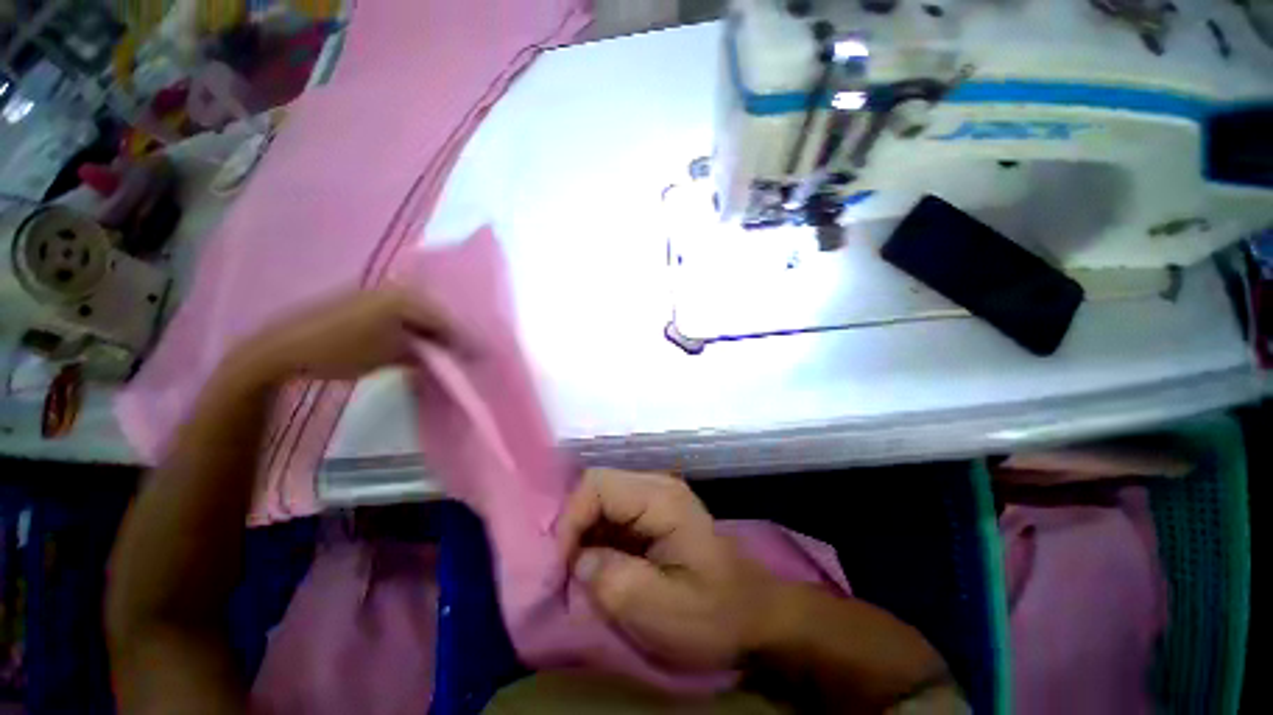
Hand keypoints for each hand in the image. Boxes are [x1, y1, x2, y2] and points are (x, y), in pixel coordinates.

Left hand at [228, 287, 459, 383]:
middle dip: (454, 335)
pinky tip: (421, 345)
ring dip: (436, 334)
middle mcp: (399, 289)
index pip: (449, 320)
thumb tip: (452, 355)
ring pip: (423, 315)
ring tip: (449, 353)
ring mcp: (382, 294)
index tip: (480, 357)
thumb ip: (428, 352)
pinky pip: (406, 316)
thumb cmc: (341, 350)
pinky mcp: (368, 303)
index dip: (466, 340)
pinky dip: (418, 331)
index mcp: (407, 297)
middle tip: (466, 355)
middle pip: (439, 314)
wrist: (283, 348)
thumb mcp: (390, 354)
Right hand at [559, 469, 780, 670]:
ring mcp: (656, 496)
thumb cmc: (713, 615)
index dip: (570, 519)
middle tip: (566, 571)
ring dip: (584, 533)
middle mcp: (657, 485)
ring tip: (578, 572)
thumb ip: (610, 580)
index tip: (560, 566)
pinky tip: (598, 565)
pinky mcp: (654, 511)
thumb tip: (579, 560)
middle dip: (574, 526)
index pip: (596, 484)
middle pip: (597, 486)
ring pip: (602, 499)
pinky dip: (597, 537)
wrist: (754, 614)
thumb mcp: (659, 609)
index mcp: (661, 499)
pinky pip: (613, 513)